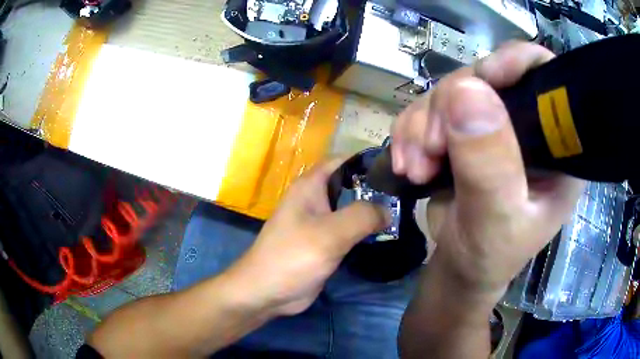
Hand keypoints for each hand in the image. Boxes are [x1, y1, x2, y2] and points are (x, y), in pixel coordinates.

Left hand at [228, 158, 389, 315]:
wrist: (267, 292)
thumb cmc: (293, 256)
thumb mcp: (330, 233)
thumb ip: (363, 216)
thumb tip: (389, 210)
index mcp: (311, 185)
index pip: (344, 160)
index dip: (369, 161)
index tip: (397, 169)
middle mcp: (315, 198)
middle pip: (350, 183)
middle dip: (376, 187)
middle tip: (405, 193)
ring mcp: (319, 221)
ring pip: (350, 207)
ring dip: (372, 209)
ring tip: (403, 210)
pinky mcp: (324, 241)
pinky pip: (348, 228)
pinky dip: (365, 228)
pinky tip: (386, 231)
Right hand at [393, 42, 584, 300]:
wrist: (460, 268)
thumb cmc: (490, 256)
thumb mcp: (496, 222)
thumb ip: (490, 165)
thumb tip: (467, 90)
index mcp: (556, 144)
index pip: (546, 76)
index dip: (515, 62)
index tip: (483, 79)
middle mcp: (527, 123)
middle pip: (487, 76)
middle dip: (450, 107)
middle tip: (430, 150)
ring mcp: (492, 124)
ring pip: (451, 90)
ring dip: (422, 125)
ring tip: (415, 168)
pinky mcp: (463, 129)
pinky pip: (428, 108)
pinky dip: (411, 131)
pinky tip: (408, 162)